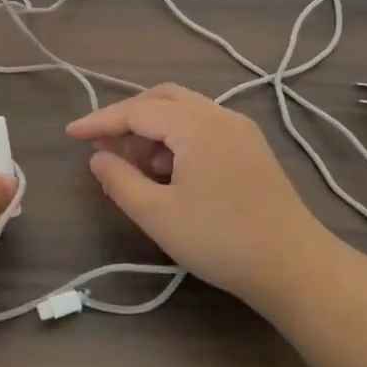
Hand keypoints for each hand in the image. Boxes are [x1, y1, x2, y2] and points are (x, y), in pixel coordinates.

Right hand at [67, 84, 327, 309]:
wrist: (296, 267)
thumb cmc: (221, 240)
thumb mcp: (158, 215)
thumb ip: (120, 181)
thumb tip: (98, 157)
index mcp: (197, 125)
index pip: (137, 111)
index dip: (100, 121)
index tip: (70, 133)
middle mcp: (220, 116)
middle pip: (162, 98)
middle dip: (128, 118)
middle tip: (104, 146)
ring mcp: (240, 131)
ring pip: (184, 112)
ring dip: (153, 131)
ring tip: (137, 169)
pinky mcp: (252, 149)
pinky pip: (203, 128)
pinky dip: (176, 140)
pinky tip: (169, 175)